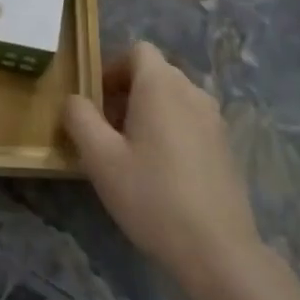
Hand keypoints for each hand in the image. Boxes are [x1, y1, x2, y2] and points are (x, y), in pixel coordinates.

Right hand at [63, 41, 266, 293]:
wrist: (217, 249)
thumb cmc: (151, 196)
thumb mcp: (100, 158)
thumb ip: (80, 119)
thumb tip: (74, 100)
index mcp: (161, 86)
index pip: (137, 51)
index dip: (112, 68)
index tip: (96, 102)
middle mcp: (192, 92)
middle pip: (155, 73)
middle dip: (126, 92)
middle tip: (105, 131)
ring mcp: (214, 119)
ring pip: (173, 98)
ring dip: (148, 112)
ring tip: (130, 153)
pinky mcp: (225, 146)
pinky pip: (190, 121)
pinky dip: (170, 130)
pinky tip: (160, 172)